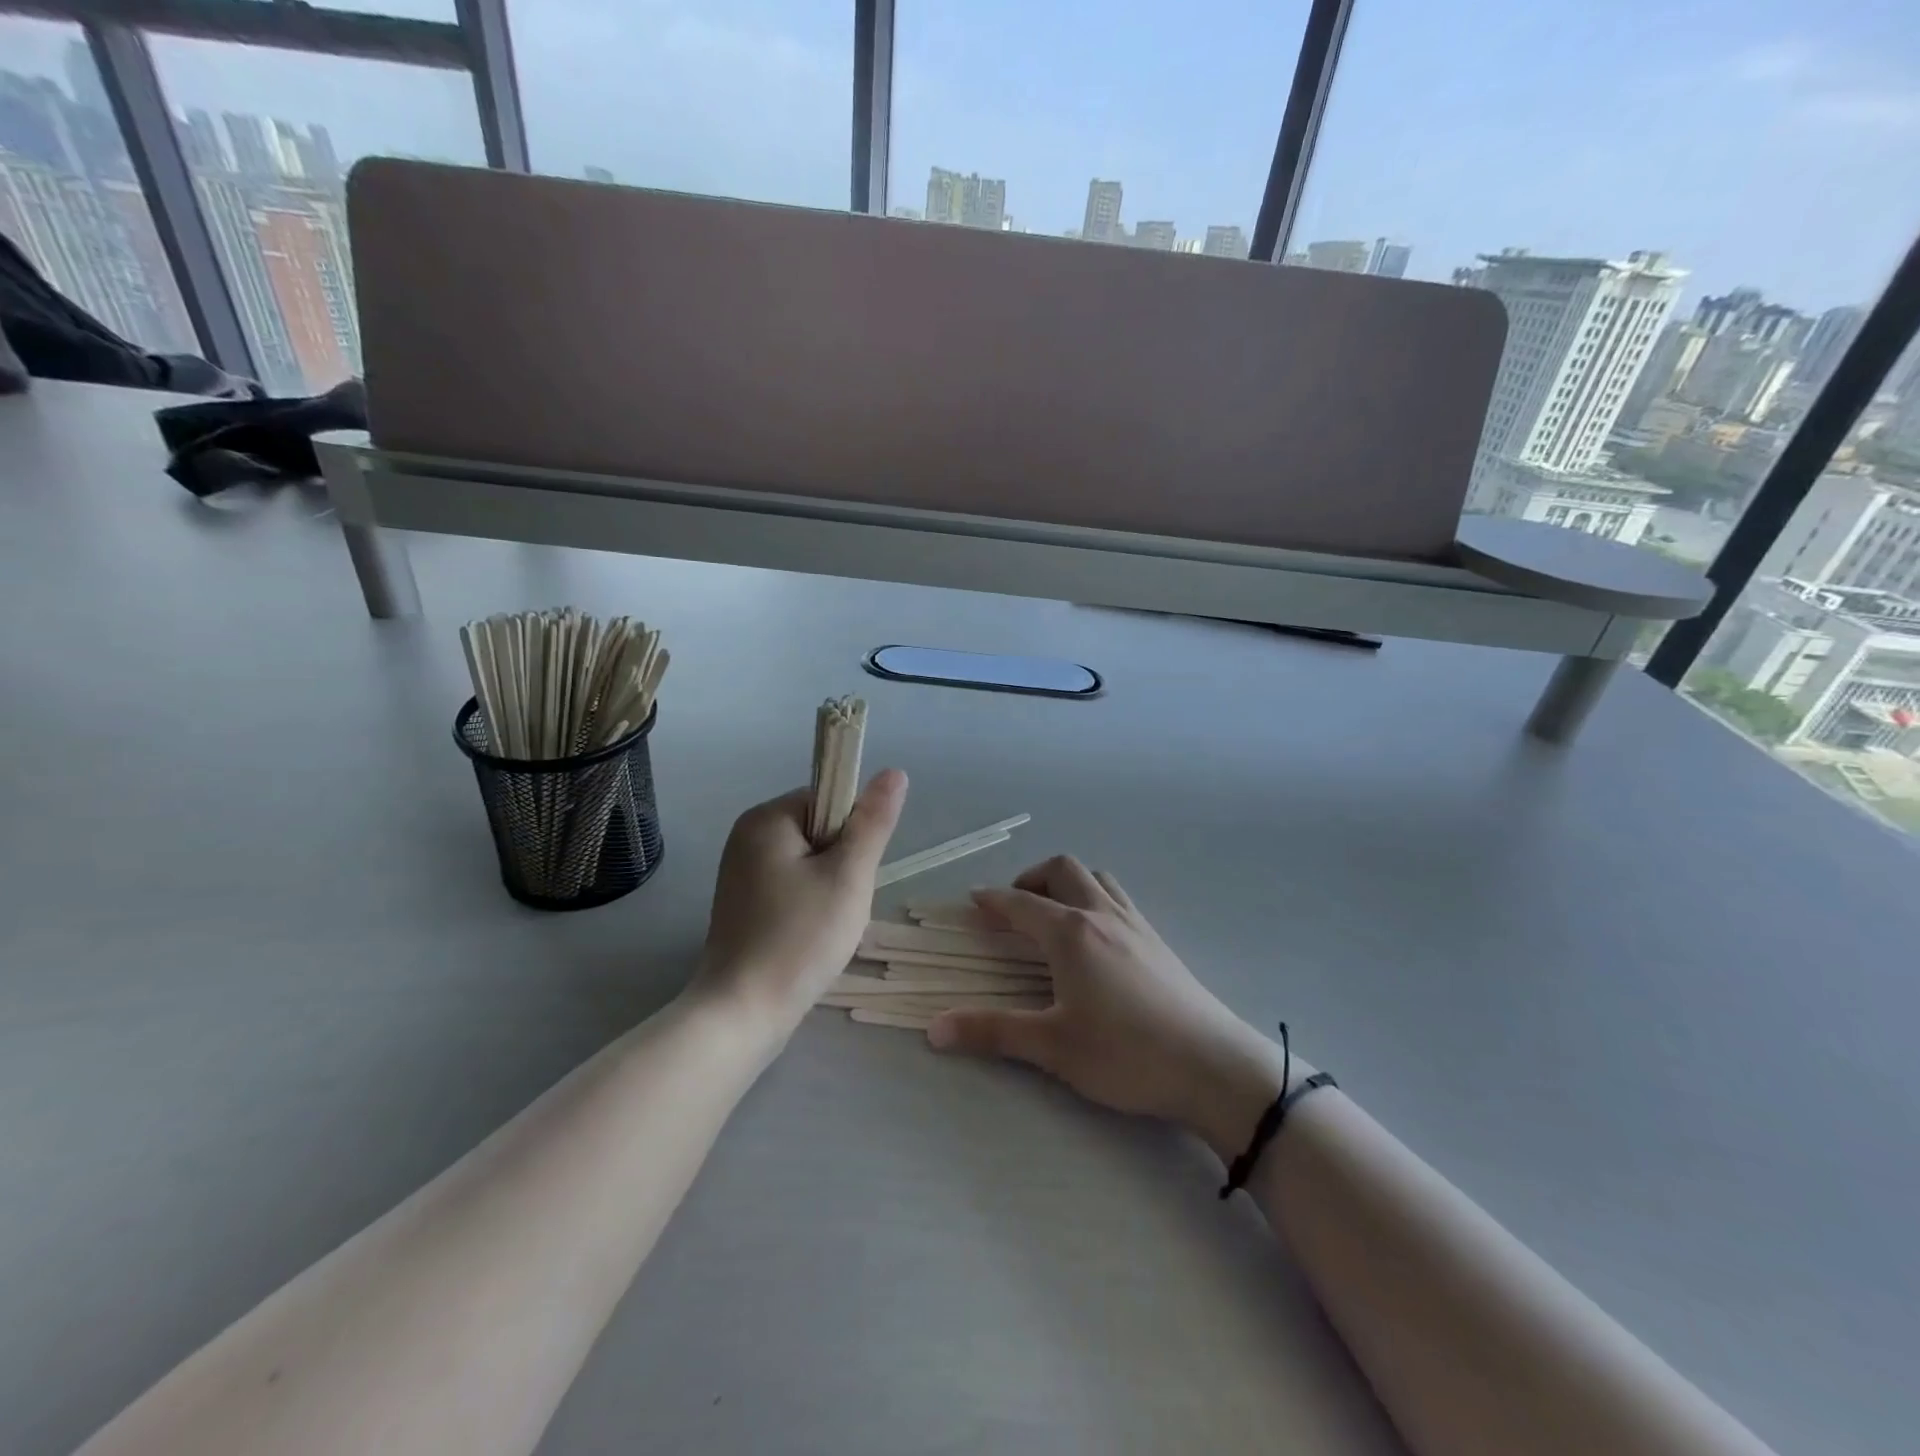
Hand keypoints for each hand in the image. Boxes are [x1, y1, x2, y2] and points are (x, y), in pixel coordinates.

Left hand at [691, 770, 907, 1036]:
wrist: (742, 1013)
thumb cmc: (800, 938)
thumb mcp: (849, 875)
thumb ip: (873, 822)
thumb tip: (895, 772)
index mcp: (766, 819)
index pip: (829, 800)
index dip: (853, 833)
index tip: (852, 873)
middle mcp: (747, 837)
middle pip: (820, 831)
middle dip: (842, 865)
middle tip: (841, 905)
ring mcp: (741, 873)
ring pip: (810, 864)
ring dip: (830, 889)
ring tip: (827, 926)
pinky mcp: (743, 905)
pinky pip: (792, 888)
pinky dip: (810, 907)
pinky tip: (810, 938)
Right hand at [928, 855, 1294, 1160]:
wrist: (1212, 1066)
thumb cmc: (1125, 1054)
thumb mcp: (1052, 1047)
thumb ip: (992, 1032)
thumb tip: (934, 1029)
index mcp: (1070, 932)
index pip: (1021, 903)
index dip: (993, 899)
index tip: (973, 900)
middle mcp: (1101, 914)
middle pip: (1062, 869)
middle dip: (1031, 877)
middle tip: (1014, 908)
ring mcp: (1135, 924)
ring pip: (1096, 878)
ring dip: (1068, 882)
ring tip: (1054, 913)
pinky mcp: (1158, 941)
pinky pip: (1119, 898)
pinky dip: (1095, 898)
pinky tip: (1096, 937)